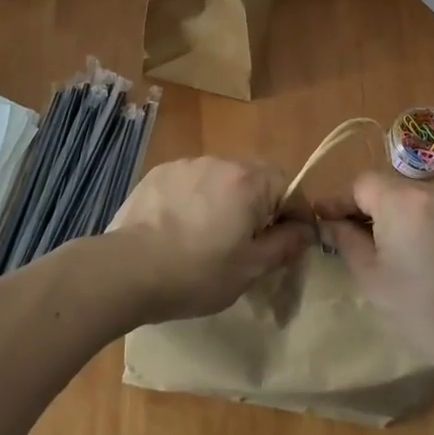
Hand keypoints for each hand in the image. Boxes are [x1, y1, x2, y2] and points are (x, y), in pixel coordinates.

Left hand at [106, 157, 312, 322]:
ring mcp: (187, 163)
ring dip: (228, 199)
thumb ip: (285, 244)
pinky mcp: (160, 172)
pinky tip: (182, 227)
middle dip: (261, 204)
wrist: (128, 269)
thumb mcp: (251, 268)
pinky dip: (197, 198)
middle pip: (256, 177)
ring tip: (211, 235)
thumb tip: (306, 230)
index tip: (289, 243)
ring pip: (223, 177)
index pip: (290, 186)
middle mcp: (222, 161)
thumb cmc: (197, 273)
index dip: (296, 214)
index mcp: (249, 181)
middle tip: (250, 241)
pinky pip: (192, 180)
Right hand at [327, 173, 433, 363]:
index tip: (324, 218)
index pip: (361, 184)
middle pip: (391, 188)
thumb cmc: (421, 311)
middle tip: (356, 237)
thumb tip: (330, 223)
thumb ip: (346, 241)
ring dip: (401, 215)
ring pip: (418, 199)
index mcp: (402, 201)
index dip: (340, 200)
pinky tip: (428, 254)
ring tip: (395, 248)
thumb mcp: (372, 278)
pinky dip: (428, 223)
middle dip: (371, 208)